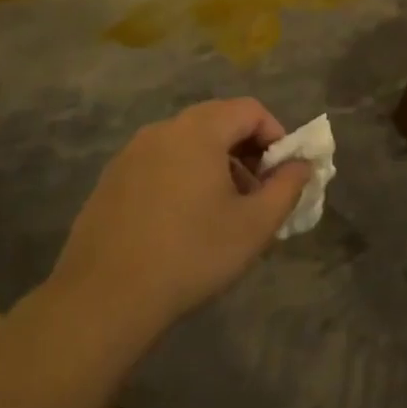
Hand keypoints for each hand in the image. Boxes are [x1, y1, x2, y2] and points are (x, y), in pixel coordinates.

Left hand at [52, 99, 312, 336]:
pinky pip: (160, 164)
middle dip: (247, 151)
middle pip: (217, 122)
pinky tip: (184, 223)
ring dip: (216, 165)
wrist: (105, 297)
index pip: (249, 110)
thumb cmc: (192, 254)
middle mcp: (162, 131)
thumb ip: (287, 187)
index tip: (283, 173)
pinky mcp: (111, 180)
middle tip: (258, 193)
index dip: (276, 135)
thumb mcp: (255, 225)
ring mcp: (130, 154)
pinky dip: (183, 178)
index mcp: (198, 131)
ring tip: (224, 211)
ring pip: (187, 144)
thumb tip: (301, 165)